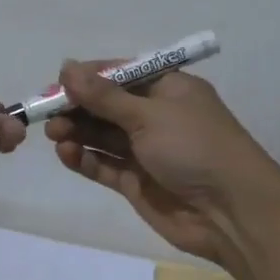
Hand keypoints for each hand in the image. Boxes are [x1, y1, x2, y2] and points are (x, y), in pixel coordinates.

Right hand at [44, 60, 279, 270]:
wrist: (232, 213)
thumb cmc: (195, 147)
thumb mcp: (148, 114)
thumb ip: (104, 96)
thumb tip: (67, 67)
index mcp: (167, 88)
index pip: (120, 74)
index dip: (88, 78)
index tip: (57, 82)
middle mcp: (155, 116)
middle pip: (106, 106)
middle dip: (77, 107)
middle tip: (46, 113)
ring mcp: (146, 151)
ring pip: (102, 136)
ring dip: (78, 132)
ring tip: (54, 135)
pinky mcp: (137, 182)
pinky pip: (105, 165)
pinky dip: (85, 159)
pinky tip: (66, 154)